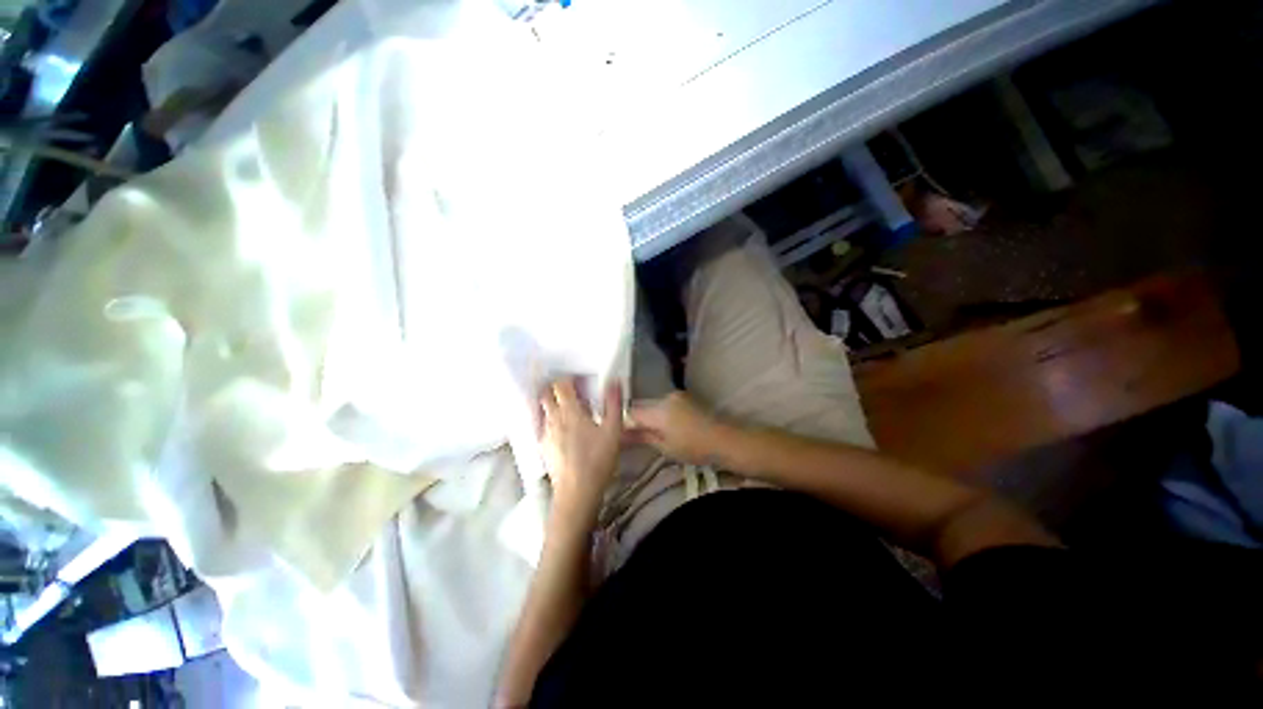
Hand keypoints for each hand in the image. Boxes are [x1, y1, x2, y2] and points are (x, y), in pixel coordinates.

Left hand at [539, 378, 623, 518]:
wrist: (577, 491)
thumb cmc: (597, 459)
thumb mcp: (613, 431)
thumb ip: (613, 404)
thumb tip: (614, 381)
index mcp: (570, 411)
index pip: (561, 385)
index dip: (567, 378)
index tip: (578, 379)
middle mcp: (553, 418)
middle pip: (545, 394)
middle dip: (555, 388)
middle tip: (570, 390)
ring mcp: (545, 433)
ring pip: (543, 410)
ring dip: (552, 403)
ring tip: (567, 408)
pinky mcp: (543, 447)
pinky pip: (543, 426)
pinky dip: (550, 420)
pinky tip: (562, 430)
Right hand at [626, 392, 726, 465]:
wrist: (724, 439)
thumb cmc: (693, 447)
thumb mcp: (665, 447)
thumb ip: (642, 437)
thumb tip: (620, 435)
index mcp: (659, 410)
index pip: (632, 412)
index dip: (624, 422)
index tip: (621, 433)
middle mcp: (665, 397)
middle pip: (643, 406)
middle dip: (638, 419)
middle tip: (637, 436)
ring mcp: (676, 395)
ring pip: (654, 405)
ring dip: (651, 416)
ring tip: (655, 433)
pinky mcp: (685, 397)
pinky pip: (665, 404)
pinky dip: (662, 413)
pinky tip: (668, 426)